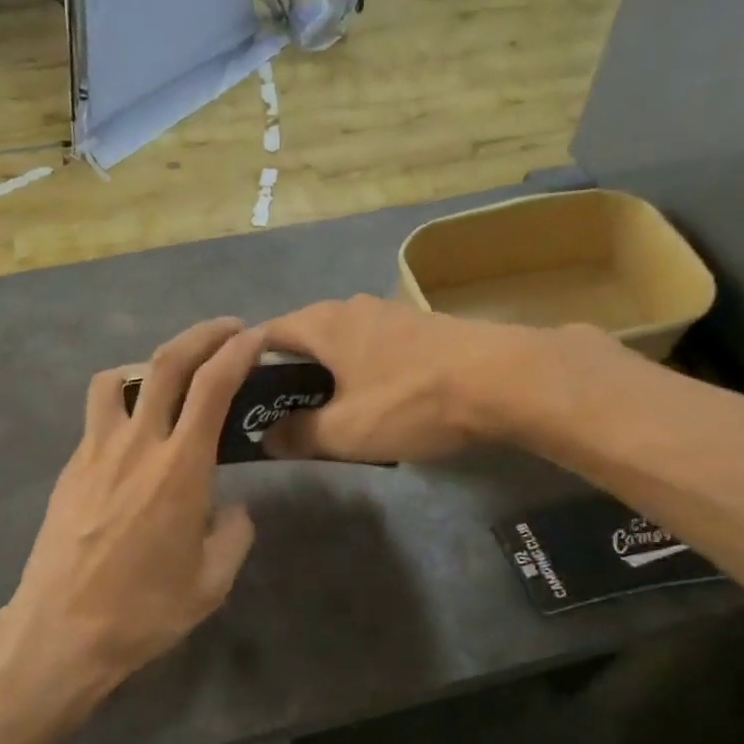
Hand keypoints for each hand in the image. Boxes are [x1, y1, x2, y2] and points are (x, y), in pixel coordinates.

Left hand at [5, 317, 263, 700]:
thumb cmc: (144, 610)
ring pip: (119, 377)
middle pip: (167, 361)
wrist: (61, 631)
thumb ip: (235, 535)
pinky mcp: (71, 467)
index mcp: (181, 468)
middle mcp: (138, 444)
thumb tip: (234, 508)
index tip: (256, 335)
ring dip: (150, 364)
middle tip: (227, 329)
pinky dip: (123, 404)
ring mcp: (96, 451)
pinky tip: (135, 437)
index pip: (213, 385)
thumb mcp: (212, 582)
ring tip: (170, 381)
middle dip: (202, 333)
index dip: (238, 350)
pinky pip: (98, 415)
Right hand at [262, 296, 550, 462]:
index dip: (244, 369)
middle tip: (282, 419)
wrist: (502, 379)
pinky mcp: (420, 327)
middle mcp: (350, 306)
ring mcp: (389, 314)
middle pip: (302, 339)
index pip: (262, 336)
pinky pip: (372, 350)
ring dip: (327, 377)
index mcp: (321, 323)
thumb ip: (298, 435)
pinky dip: (360, 374)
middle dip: (287, 377)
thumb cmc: (409, 402)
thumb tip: (266, 437)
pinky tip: (374, 403)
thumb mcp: (344, 432)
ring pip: (340, 345)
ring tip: (327, 416)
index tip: (241, 403)